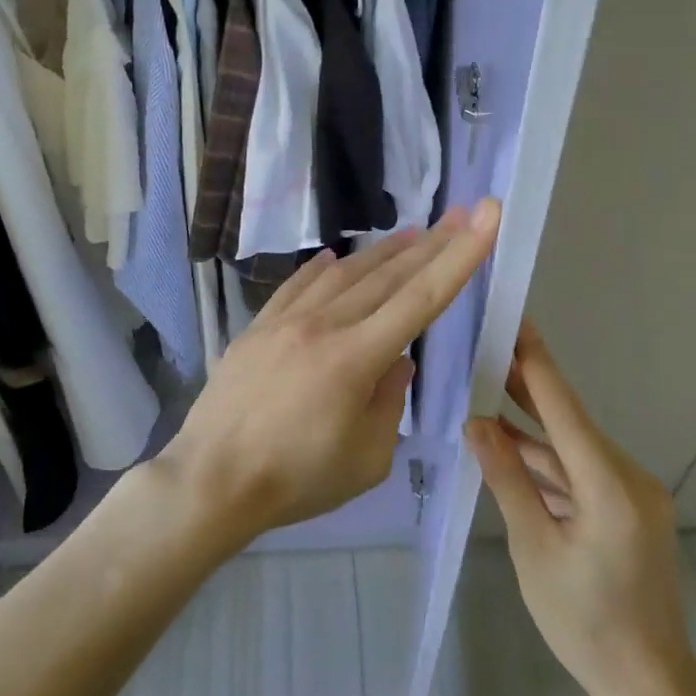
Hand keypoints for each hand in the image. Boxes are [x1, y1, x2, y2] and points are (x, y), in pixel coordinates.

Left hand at [161, 201, 501, 545]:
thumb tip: (397, 361)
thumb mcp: (366, 459)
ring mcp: (286, 321)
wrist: (212, 479)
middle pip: (387, 276)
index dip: (459, 257)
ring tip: (412, 233)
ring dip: (382, 252)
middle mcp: (323, 325)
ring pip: (344, 274)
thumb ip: (390, 403)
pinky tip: (336, 257)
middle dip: (430, 244)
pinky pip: (297, 285)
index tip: (484, 218)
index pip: (421, 298)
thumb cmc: (295, 480)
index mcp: (356, 358)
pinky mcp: (258, 327)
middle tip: (459, 215)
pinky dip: (322, 268)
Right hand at [466, 321, 695, 695]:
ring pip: (571, 446)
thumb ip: (507, 479)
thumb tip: (477, 423)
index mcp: (609, 486)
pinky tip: (509, 444)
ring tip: (486, 390)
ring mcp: (632, 493)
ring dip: (531, 425)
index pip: (564, 408)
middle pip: (568, 420)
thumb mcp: (534, 549)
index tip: (516, 320)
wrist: (650, 685)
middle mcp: (628, 477)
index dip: (537, 361)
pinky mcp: (628, 508)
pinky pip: (580, 471)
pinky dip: (546, 460)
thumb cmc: (584, 623)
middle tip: (488, 345)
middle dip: (527, 384)